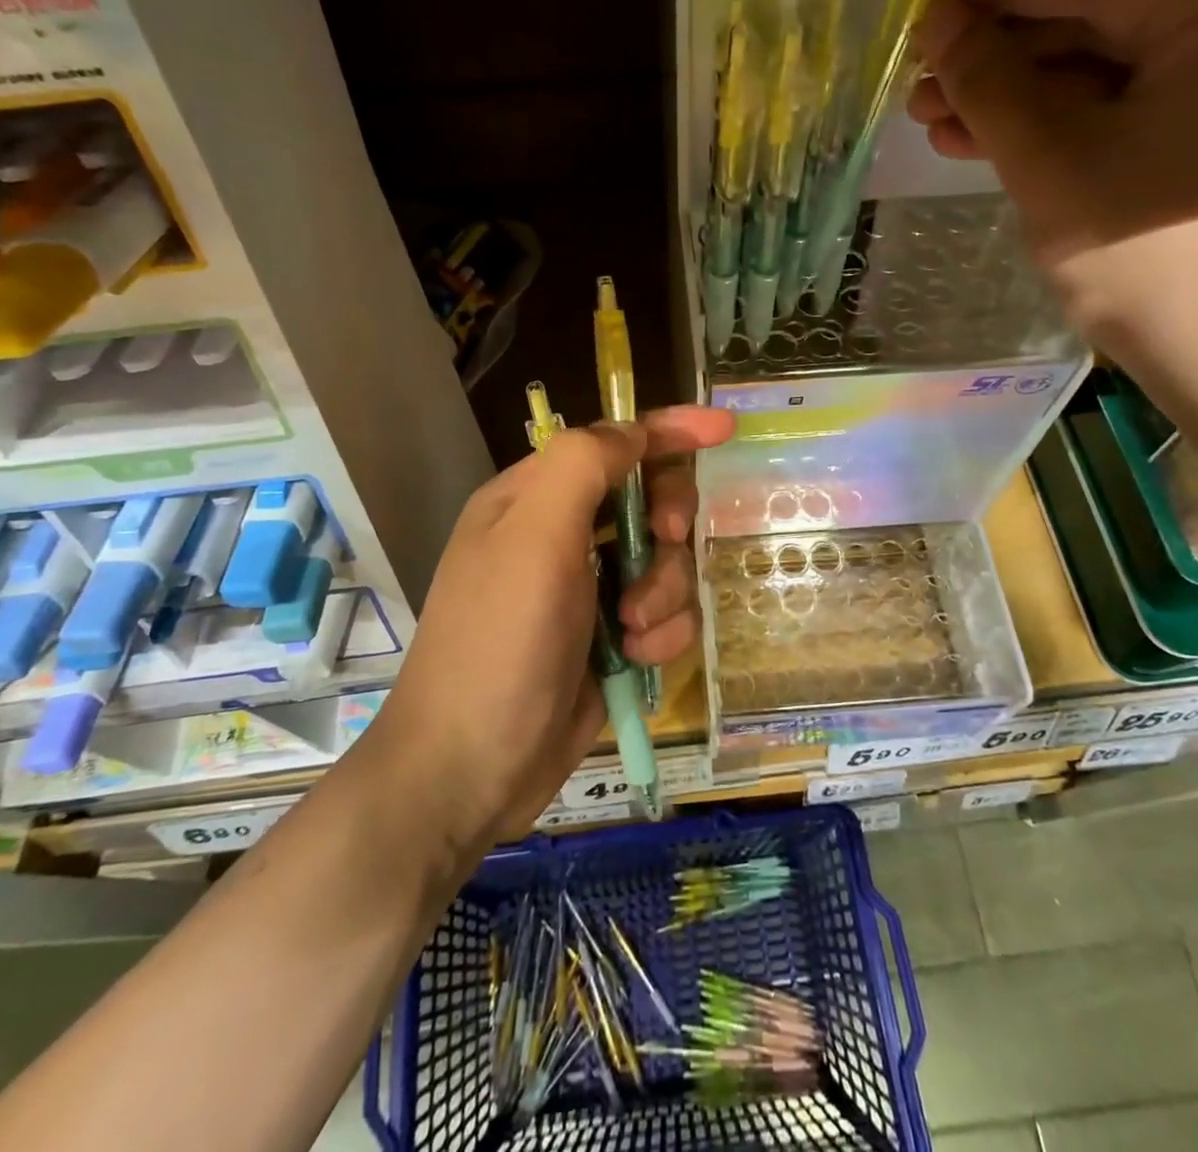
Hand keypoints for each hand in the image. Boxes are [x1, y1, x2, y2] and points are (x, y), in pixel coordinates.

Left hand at [371, 405, 734, 848]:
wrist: (472, 768)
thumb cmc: (499, 641)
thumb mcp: (534, 537)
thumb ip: (583, 466)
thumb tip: (633, 432)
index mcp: (534, 498)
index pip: (614, 443)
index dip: (669, 430)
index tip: (724, 429)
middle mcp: (563, 536)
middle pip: (649, 500)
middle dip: (667, 522)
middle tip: (665, 541)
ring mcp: (589, 591)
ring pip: (666, 563)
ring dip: (663, 591)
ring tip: (631, 629)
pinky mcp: (611, 640)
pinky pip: (666, 615)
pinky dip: (661, 633)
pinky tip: (636, 659)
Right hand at [908, 0, 1197, 390]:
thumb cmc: (1157, 261)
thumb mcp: (1055, 165)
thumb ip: (991, 85)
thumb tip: (940, 22)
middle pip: (1108, 24)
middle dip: (1006, 55)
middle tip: (925, 85)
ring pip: (1119, 78)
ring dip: (1028, 100)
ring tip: (943, 125)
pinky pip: (1144, 119)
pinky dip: (1073, 132)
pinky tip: (1007, 152)